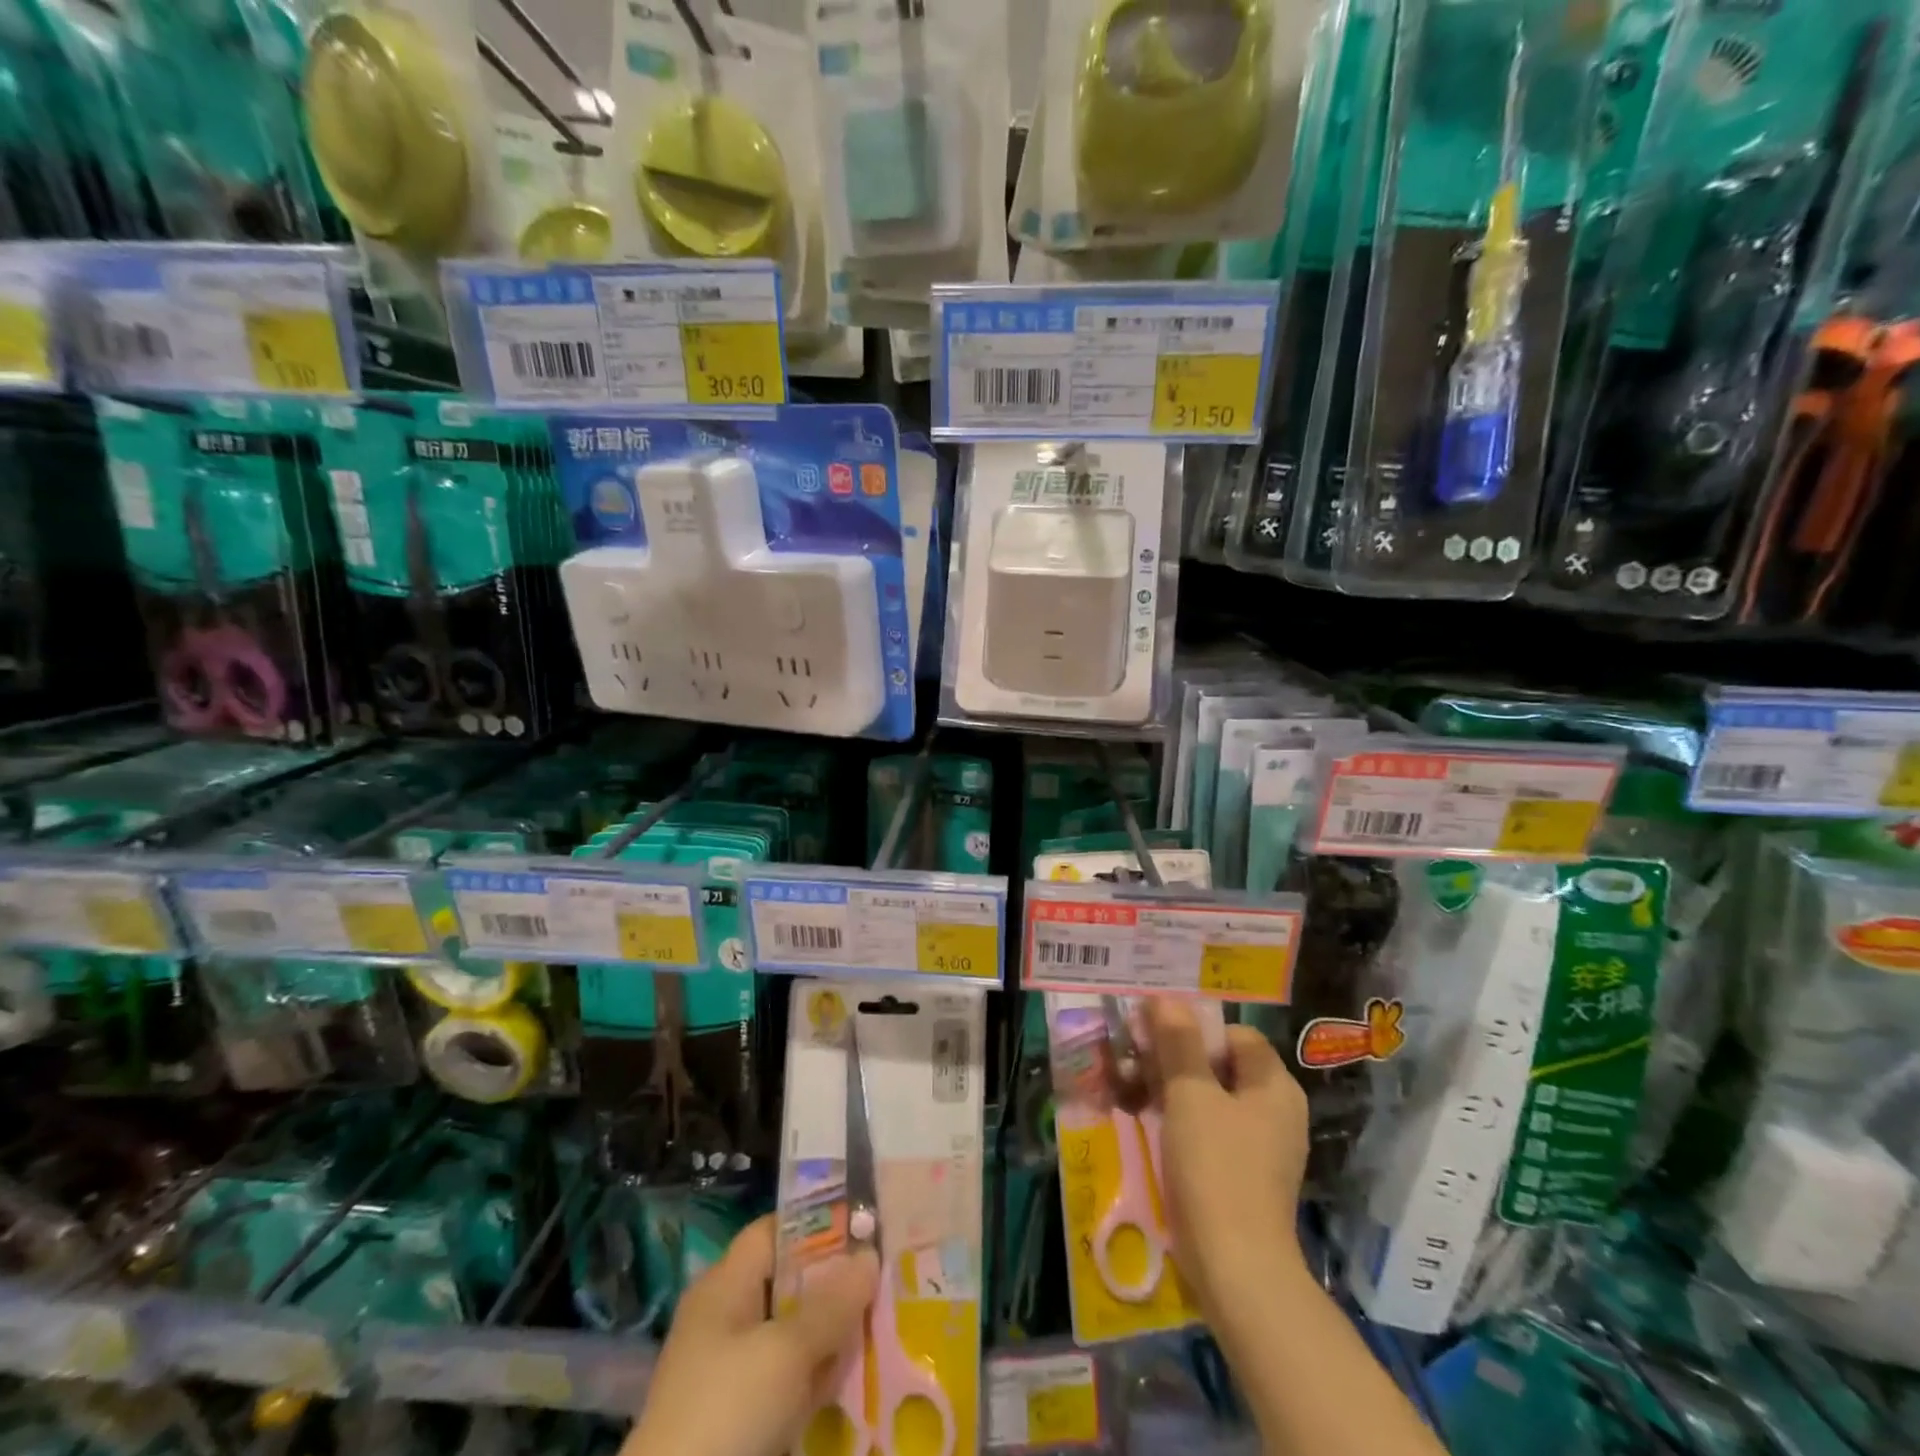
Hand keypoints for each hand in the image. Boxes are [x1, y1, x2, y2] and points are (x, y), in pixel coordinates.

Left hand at [625, 1215, 877, 1455]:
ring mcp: (730, 1370)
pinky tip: (853, 1379)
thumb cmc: (727, 1409)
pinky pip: (787, 1381)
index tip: (865, 1227)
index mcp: (724, 1285)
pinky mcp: (738, 1417)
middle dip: (834, 1283)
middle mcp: (725, 1318)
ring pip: (792, 1335)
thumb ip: (832, 1304)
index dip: (817, 1224)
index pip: (774, 1232)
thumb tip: (870, 1256)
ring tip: (883, 1324)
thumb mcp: (786, 1351)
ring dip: (831, 1334)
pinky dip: (816, 1378)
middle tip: (885, 1277)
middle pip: (788, 1284)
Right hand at [1143, 998, 1310, 1349]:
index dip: (1194, 1030)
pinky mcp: (1240, 1176)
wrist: (1236, 1270)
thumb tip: (1166, 998)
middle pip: (1218, 1065)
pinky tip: (1144, 1123)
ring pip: (1208, 1098)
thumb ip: (1178, 1042)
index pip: (1233, 1035)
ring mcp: (1258, 1147)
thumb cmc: (1217, 1169)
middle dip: (1172, 1059)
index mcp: (1273, 1086)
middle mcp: (1274, 1111)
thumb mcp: (1191, 1095)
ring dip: (1167, 1089)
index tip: (1154, 1037)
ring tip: (1127, 1092)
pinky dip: (1177, 1122)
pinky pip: (1206, 1131)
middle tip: (1132, 1062)